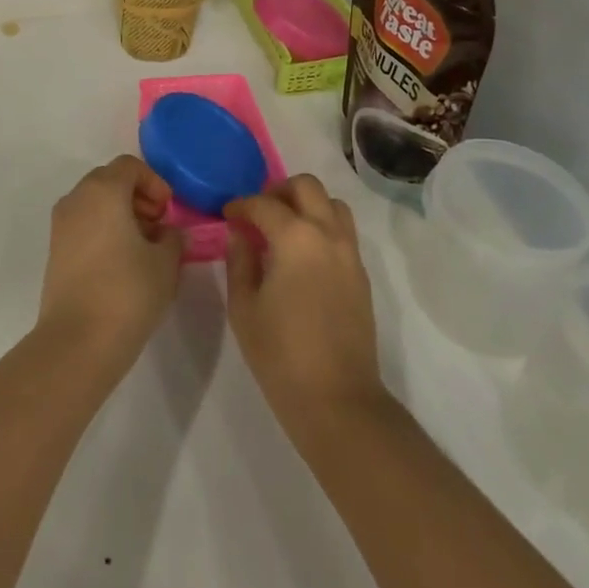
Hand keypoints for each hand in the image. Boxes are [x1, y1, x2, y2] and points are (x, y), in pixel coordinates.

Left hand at [39, 156, 182, 367]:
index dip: (154, 182)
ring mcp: (61, 225)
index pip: (130, 166)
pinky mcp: (55, 251)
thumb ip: (173, 238)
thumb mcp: (165, 263)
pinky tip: (122, 263)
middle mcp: (77, 199)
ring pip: (95, 203)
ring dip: (120, 214)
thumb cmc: (127, 292)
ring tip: (143, 248)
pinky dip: (104, 231)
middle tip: (158, 226)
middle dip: (137, 197)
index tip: (168, 211)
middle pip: (110, 180)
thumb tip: (169, 233)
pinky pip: (84, 225)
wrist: (77, 343)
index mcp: (103, 191)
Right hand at [224, 175, 387, 443]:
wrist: (337, 400)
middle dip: (278, 191)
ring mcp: (350, 253)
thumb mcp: (244, 309)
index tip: (227, 215)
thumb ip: (239, 261)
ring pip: (332, 204)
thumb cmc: (281, 355)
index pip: (264, 204)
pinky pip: (343, 231)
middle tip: (258, 213)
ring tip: (284, 228)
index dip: (241, 205)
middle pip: (307, 186)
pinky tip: (302, 254)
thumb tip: (240, 234)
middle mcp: (327, 234)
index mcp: (295, 238)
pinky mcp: (361, 274)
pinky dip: (322, 226)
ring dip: (307, 204)